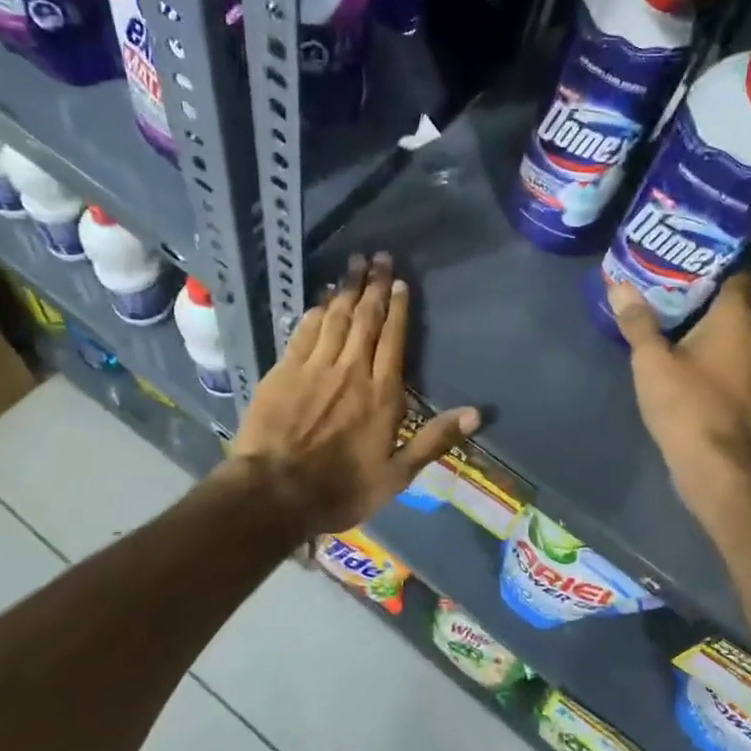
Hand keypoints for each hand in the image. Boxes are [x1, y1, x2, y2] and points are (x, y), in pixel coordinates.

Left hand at [230, 252, 479, 535]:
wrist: (273, 494)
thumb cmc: (339, 489)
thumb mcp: (396, 475)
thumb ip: (434, 440)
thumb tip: (477, 412)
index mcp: (381, 394)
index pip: (393, 339)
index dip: (398, 308)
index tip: (399, 281)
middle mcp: (351, 370)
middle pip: (365, 319)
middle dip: (373, 285)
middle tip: (379, 256)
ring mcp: (315, 367)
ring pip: (335, 317)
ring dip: (346, 288)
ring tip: (354, 263)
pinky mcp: (285, 370)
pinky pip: (305, 331)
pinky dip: (316, 310)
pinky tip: (322, 297)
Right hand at [610, 274, 750, 518]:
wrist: (711, 463)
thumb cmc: (686, 403)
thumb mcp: (652, 359)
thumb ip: (637, 321)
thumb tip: (620, 285)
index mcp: (734, 319)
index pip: (737, 271)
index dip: (715, 253)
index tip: (685, 241)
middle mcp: (746, 334)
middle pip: (726, 294)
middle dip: (696, 277)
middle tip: (661, 261)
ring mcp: (742, 360)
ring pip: (720, 320)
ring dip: (693, 307)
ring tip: (656, 290)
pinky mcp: (731, 380)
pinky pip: (715, 342)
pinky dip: (694, 332)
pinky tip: (665, 330)